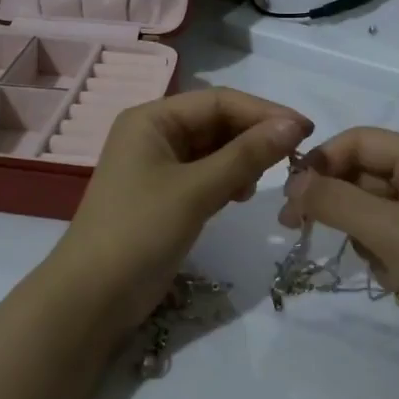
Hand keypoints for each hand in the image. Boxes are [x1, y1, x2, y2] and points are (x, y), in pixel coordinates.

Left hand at [48, 87, 310, 333]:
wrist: (92, 297)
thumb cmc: (140, 231)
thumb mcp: (197, 190)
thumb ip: (246, 155)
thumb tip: (293, 124)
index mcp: (152, 119)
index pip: (218, 101)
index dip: (263, 112)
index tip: (305, 129)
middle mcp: (154, 134)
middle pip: (216, 122)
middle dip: (254, 136)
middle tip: (295, 156)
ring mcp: (158, 166)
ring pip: (214, 150)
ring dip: (243, 160)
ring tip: (262, 181)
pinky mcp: (165, 196)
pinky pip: (206, 175)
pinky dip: (228, 180)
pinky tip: (241, 196)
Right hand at [280, 127, 398, 328]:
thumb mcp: (390, 230)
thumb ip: (335, 201)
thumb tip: (294, 183)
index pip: (357, 142)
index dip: (319, 164)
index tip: (288, 201)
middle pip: (363, 177)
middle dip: (336, 204)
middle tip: (300, 231)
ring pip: (373, 214)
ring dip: (364, 238)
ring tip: (382, 266)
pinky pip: (393, 243)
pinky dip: (386, 260)